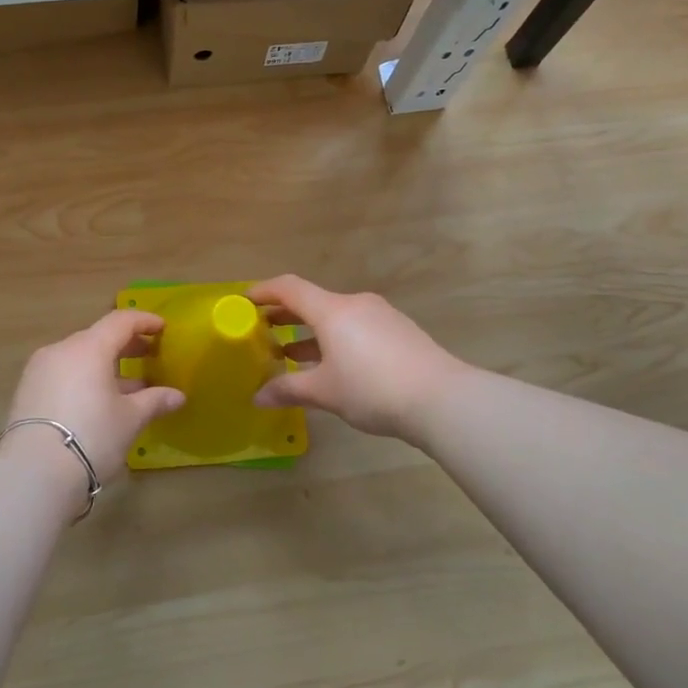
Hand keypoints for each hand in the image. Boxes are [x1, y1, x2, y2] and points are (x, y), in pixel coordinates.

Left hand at [6, 310, 185, 480]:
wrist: (33, 473)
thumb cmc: (91, 436)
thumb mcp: (130, 419)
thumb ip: (154, 401)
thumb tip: (177, 396)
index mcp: (89, 348)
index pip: (120, 321)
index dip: (144, 321)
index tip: (162, 328)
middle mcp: (61, 350)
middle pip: (97, 337)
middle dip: (125, 345)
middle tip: (148, 355)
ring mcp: (39, 371)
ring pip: (78, 358)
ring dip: (104, 366)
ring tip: (127, 386)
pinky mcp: (26, 392)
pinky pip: (62, 374)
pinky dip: (83, 379)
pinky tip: (97, 402)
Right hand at [250, 276, 462, 442]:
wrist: (442, 399)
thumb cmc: (373, 389)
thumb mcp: (325, 392)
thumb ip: (288, 390)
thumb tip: (257, 397)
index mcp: (332, 311)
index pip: (289, 288)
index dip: (264, 291)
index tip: (244, 301)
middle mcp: (355, 304)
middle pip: (313, 301)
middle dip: (285, 314)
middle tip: (262, 330)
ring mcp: (381, 315)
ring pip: (336, 316)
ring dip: (311, 331)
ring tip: (292, 353)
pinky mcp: (399, 331)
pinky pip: (356, 327)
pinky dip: (336, 338)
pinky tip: (333, 365)